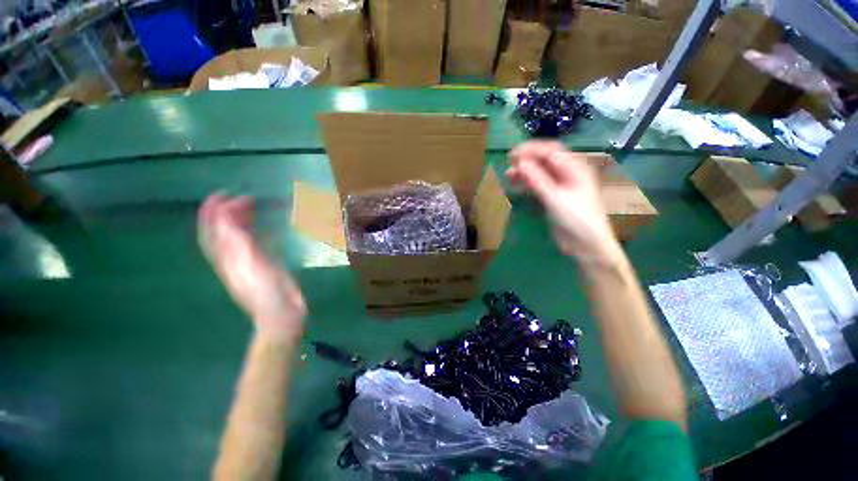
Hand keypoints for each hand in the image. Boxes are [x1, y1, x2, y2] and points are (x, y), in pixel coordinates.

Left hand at [198, 194, 305, 340]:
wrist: (281, 314)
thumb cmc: (265, 291)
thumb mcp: (249, 266)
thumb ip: (236, 242)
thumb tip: (224, 217)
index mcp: (226, 258)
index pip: (213, 229)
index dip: (214, 210)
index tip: (225, 193)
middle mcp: (233, 258)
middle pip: (223, 231)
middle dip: (228, 211)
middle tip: (244, 197)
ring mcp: (248, 262)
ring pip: (238, 237)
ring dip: (241, 220)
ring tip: (252, 207)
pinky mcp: (264, 266)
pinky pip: (255, 244)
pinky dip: (257, 232)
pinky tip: (265, 228)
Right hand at [506, 141, 618, 260]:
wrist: (586, 244)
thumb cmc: (576, 219)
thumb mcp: (555, 198)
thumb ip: (537, 179)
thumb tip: (520, 163)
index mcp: (574, 168)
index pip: (550, 151)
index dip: (530, 150)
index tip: (511, 155)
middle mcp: (568, 173)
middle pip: (545, 160)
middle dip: (526, 160)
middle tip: (508, 165)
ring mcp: (560, 186)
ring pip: (540, 172)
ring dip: (524, 172)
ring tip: (508, 176)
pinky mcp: (554, 197)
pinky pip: (538, 185)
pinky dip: (527, 184)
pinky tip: (517, 186)